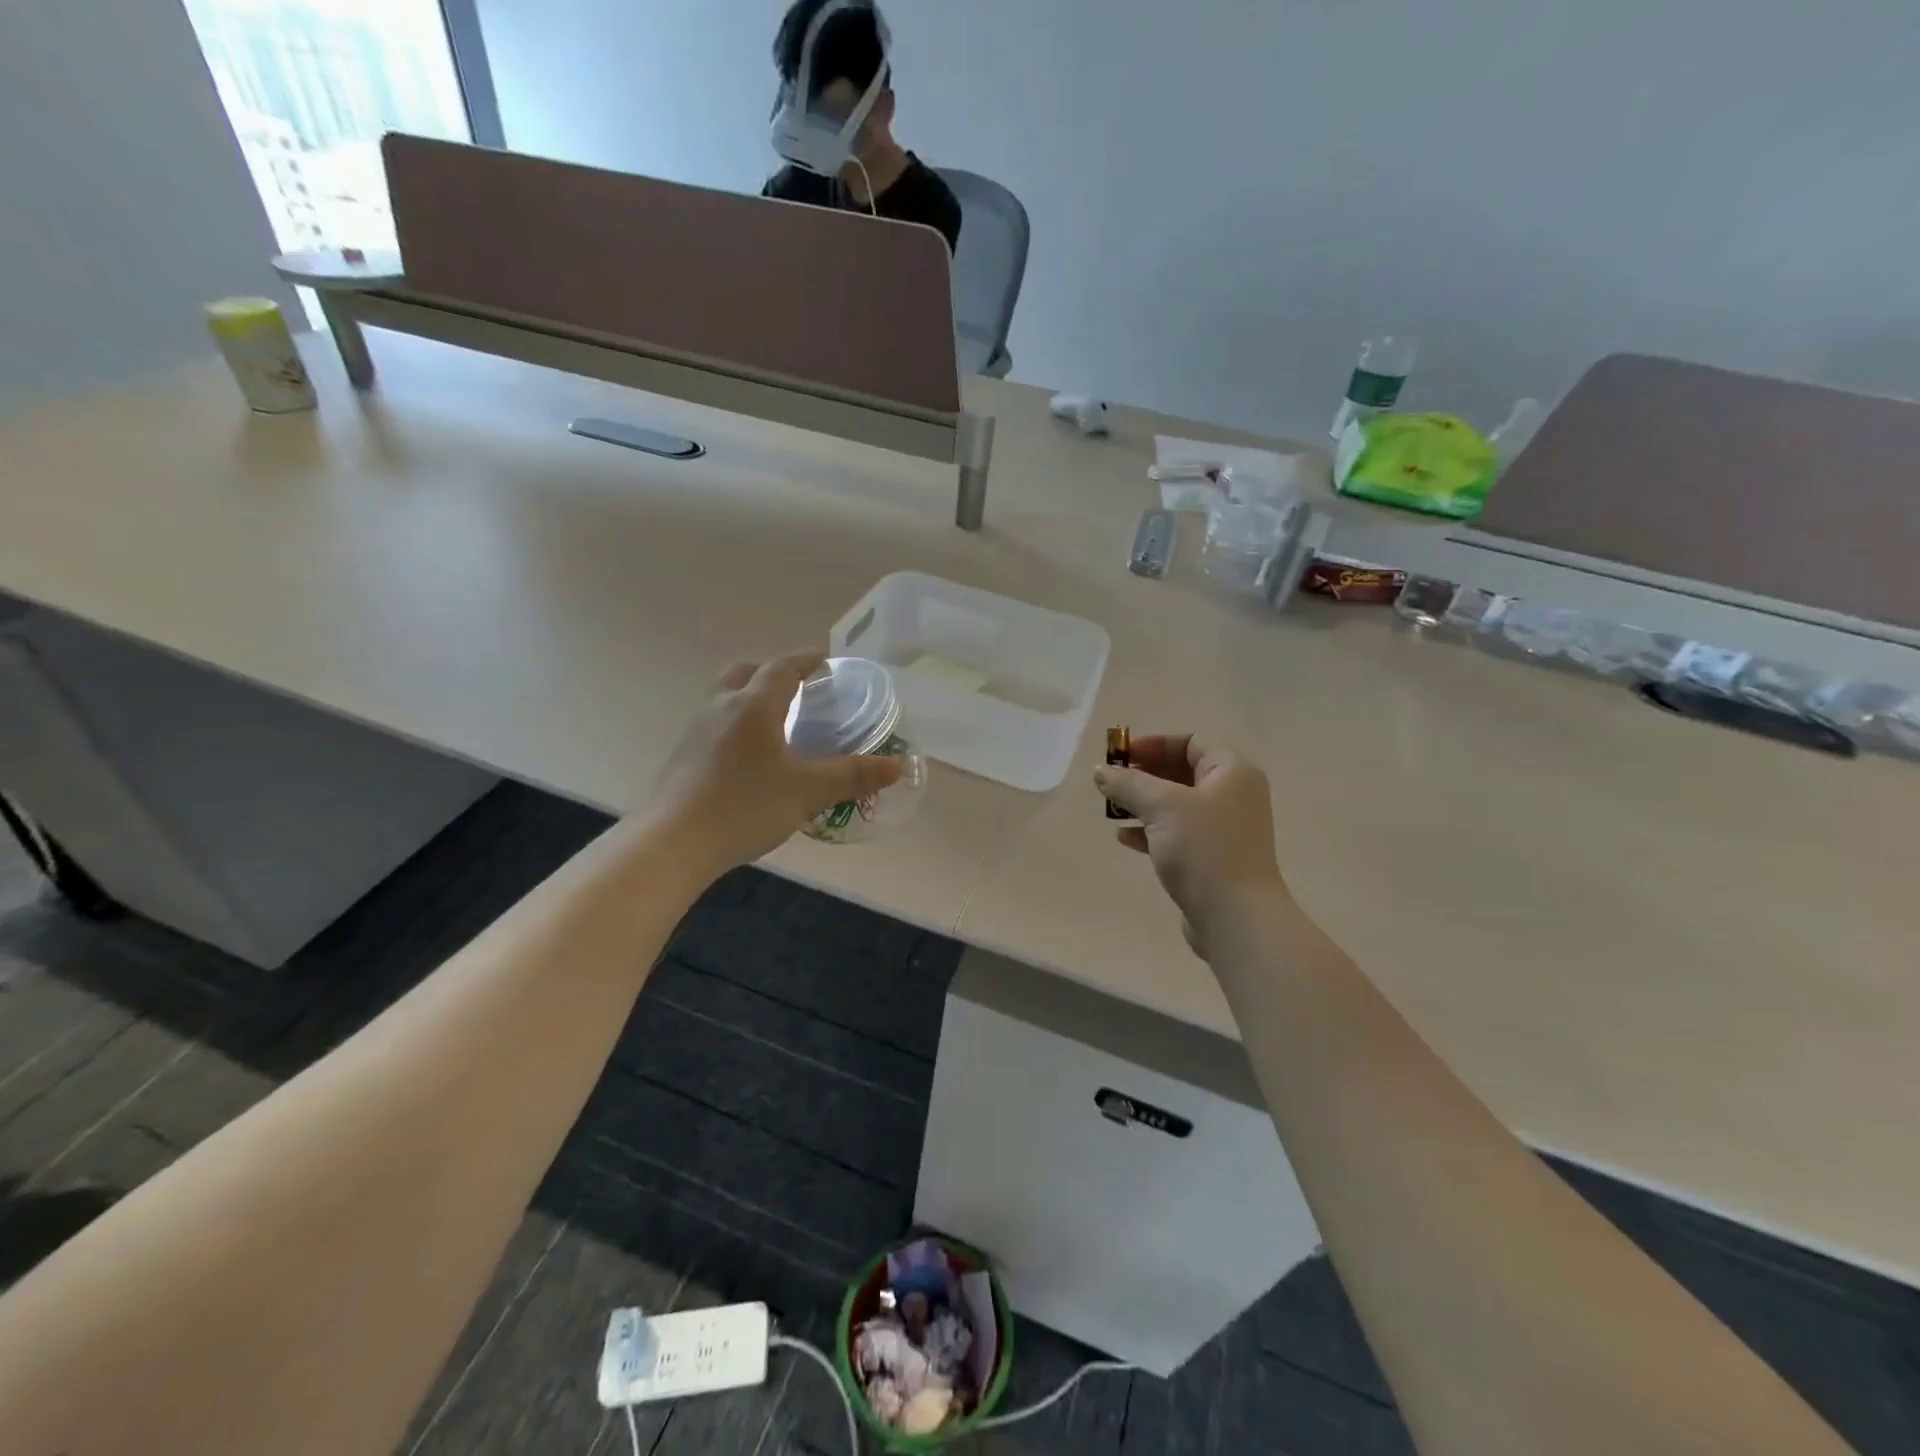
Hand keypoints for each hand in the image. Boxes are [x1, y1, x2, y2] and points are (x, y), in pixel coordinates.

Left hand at [650, 651, 902, 871]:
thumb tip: (897, 766)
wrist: (674, 842)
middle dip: (773, 673)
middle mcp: (722, 707)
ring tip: (776, 721)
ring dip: (750, 697)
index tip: (826, 661)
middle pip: (746, 673)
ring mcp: (697, 730)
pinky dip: (736, 723)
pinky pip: (715, 723)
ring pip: (726, 697)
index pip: (783, 668)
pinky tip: (750, 756)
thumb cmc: (745, 806)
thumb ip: (853, 776)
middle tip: (798, 689)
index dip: (807, 660)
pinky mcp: (684, 755)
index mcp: (754, 706)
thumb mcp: (808, 791)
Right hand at [1094, 735, 1290, 952]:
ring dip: (1143, 804)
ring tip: (1112, 811)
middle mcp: (1234, 795)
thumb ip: (1128, 783)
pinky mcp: (1213, 858)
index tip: (1119, 756)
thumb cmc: (1203, 849)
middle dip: (1143, 775)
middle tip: (1111, 783)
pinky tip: (1125, 838)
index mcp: (1232, 772)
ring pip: (1176, 805)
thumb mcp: (1161, 806)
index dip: (1152, 744)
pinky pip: (1177, 833)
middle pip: (1182, 772)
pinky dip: (1151, 830)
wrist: (1236, 917)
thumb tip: (1102, 772)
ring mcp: (1225, 829)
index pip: (1190, 742)